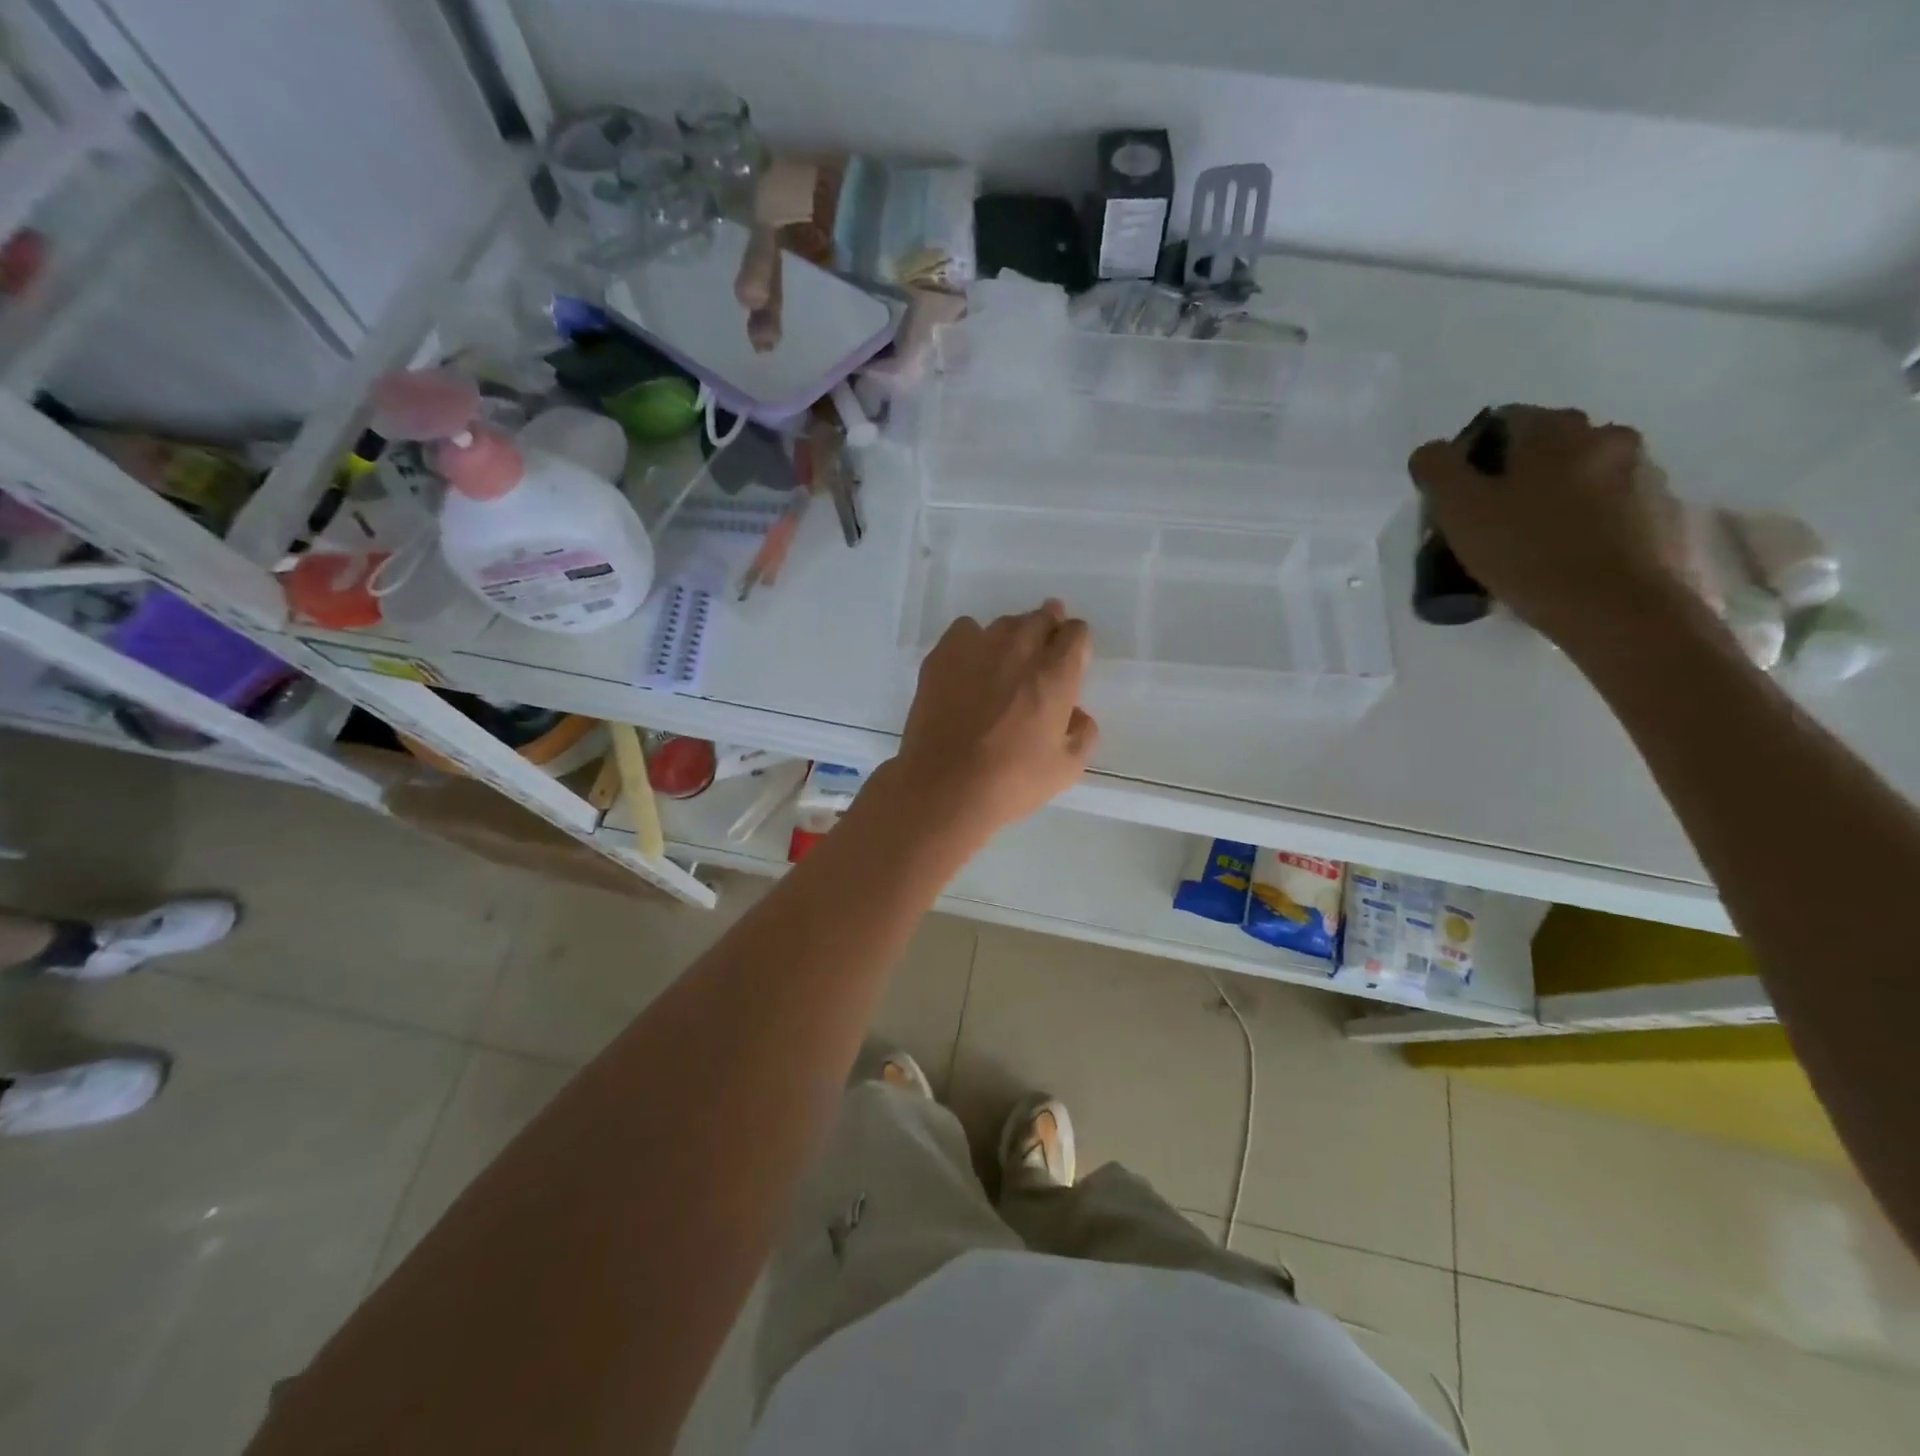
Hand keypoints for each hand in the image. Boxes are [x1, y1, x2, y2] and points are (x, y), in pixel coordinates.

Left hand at [889, 600, 1098, 844]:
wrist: (944, 786)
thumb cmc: (1011, 782)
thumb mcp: (1067, 768)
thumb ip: (1083, 733)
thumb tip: (1077, 713)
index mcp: (1055, 674)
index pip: (1076, 633)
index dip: (1076, 642)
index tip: (1070, 658)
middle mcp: (1020, 649)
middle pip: (1041, 617)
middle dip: (1048, 629)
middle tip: (1042, 652)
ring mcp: (978, 646)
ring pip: (1005, 624)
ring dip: (1013, 636)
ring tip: (1005, 662)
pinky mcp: (943, 654)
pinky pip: (966, 630)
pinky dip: (974, 640)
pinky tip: (970, 665)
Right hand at [1408, 407, 1693, 644]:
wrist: (1618, 608)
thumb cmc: (1529, 553)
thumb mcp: (1460, 510)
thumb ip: (1438, 470)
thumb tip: (1432, 452)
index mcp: (1556, 430)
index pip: (1503, 420)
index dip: (1472, 457)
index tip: (1458, 498)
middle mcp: (1608, 436)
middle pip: (1546, 447)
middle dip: (1515, 476)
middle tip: (1490, 522)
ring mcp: (1643, 473)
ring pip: (1580, 476)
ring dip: (1554, 498)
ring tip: (1529, 546)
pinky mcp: (1662, 511)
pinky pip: (1610, 506)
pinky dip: (1585, 521)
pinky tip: (1565, 558)